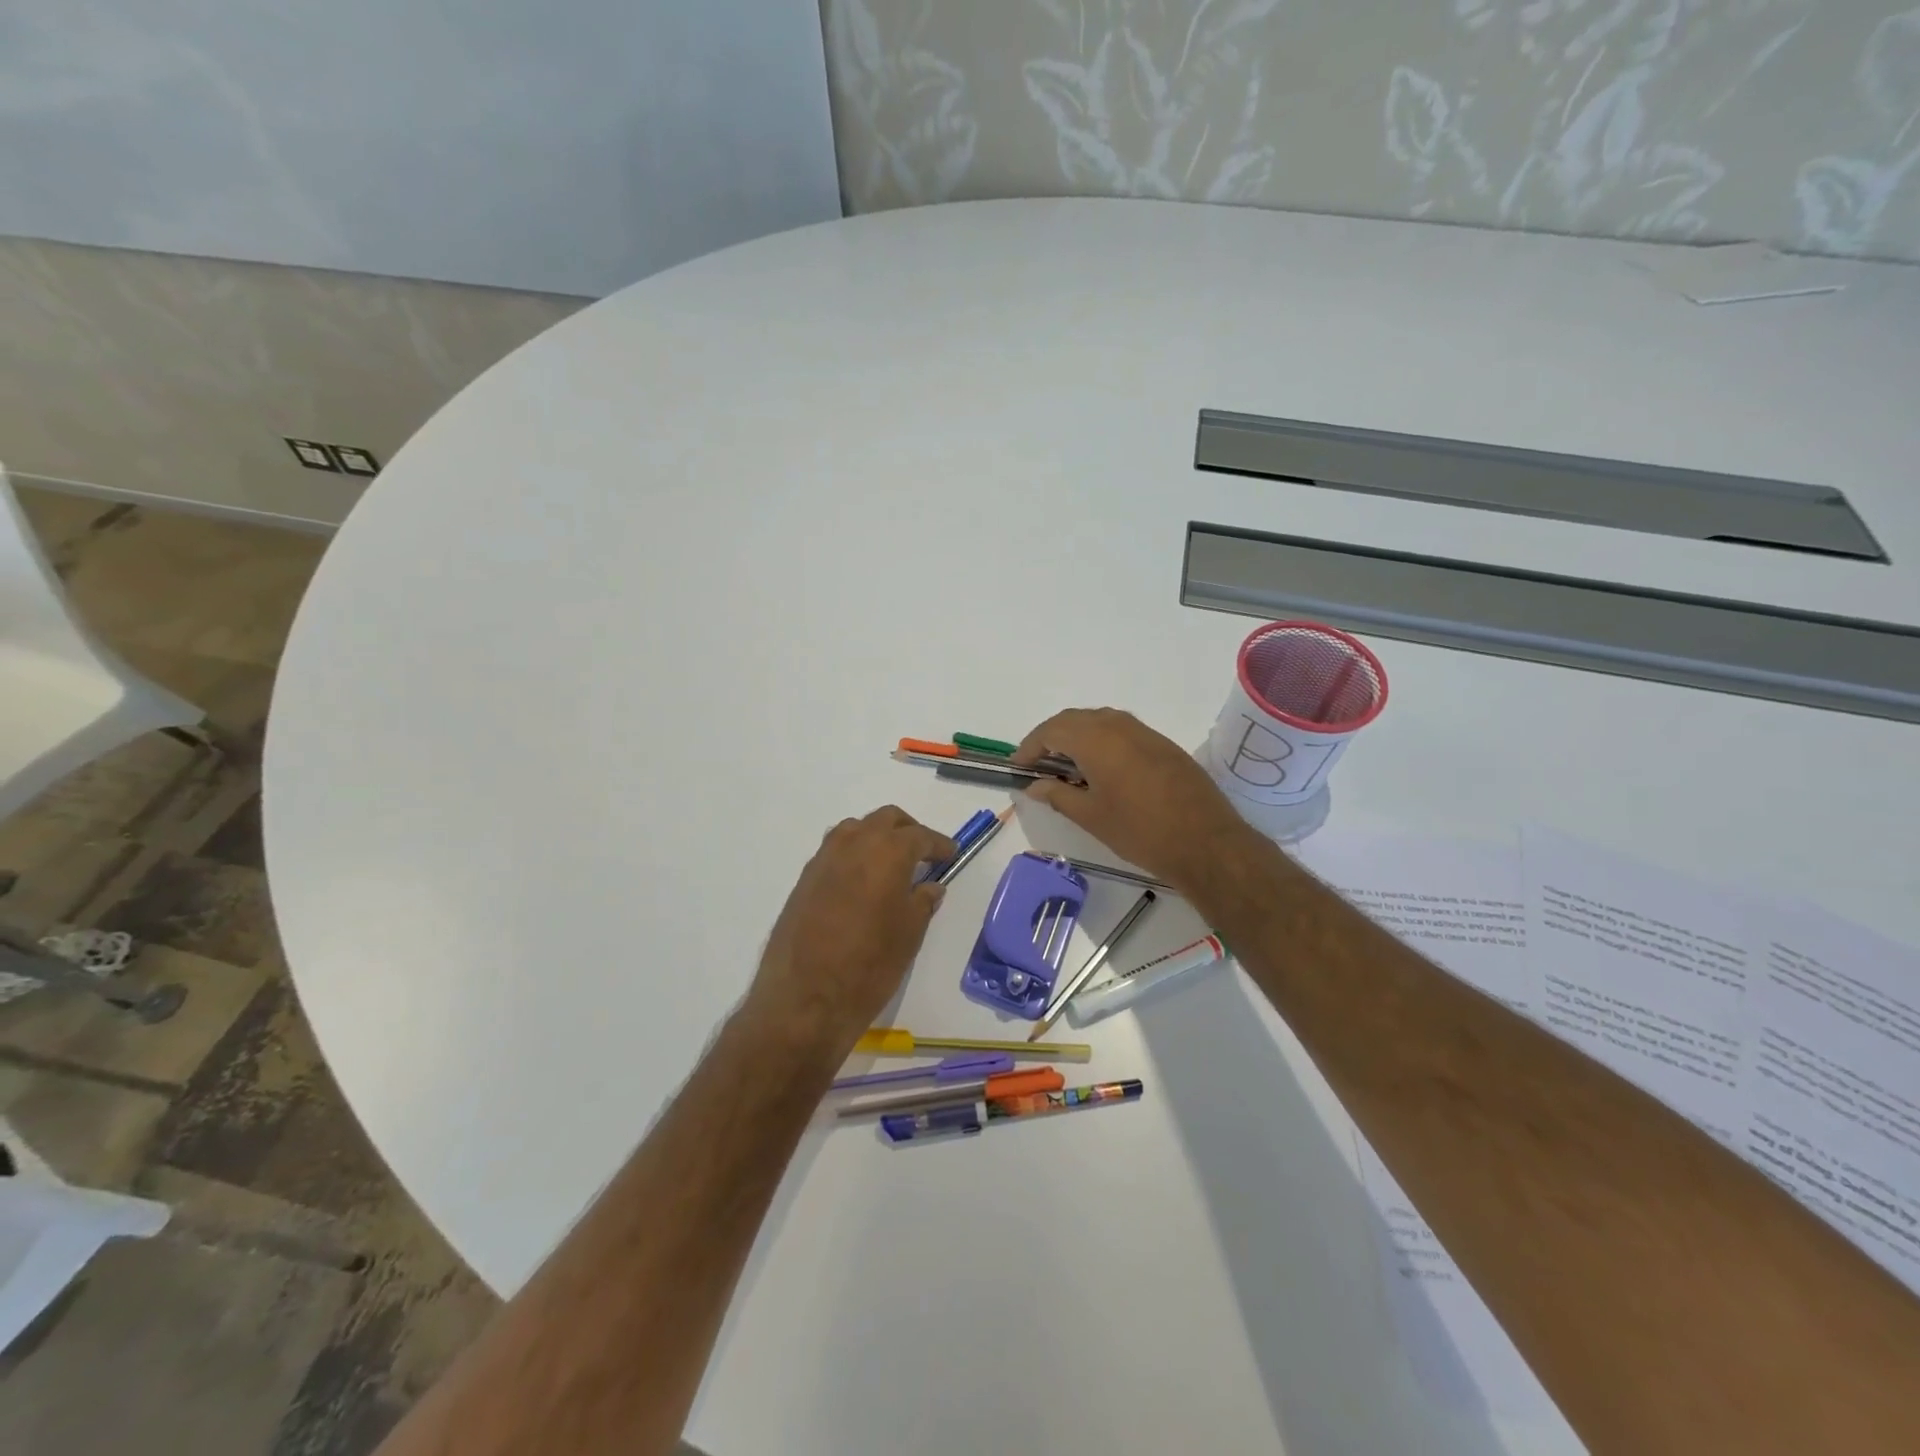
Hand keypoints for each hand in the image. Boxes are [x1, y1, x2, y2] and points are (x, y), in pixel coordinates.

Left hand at [743, 807, 954, 1059]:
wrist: (804, 999)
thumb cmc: (869, 965)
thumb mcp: (909, 934)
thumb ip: (922, 901)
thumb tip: (929, 886)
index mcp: (886, 851)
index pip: (919, 836)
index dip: (939, 844)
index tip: (951, 854)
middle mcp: (853, 843)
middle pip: (886, 820)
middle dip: (908, 831)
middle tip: (923, 854)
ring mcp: (823, 859)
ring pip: (856, 829)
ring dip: (877, 837)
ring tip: (891, 865)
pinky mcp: (804, 879)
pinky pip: (835, 852)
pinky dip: (854, 855)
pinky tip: (862, 883)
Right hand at [1014, 707, 1254, 893]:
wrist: (1206, 842)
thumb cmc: (1140, 831)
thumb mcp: (1091, 816)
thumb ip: (1057, 795)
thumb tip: (1034, 785)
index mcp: (1096, 739)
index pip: (1051, 730)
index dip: (1030, 746)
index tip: (1017, 767)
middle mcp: (1119, 725)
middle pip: (1074, 720)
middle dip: (1051, 738)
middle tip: (1037, 765)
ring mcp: (1145, 732)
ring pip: (1100, 722)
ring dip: (1077, 737)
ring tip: (1066, 766)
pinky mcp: (1163, 744)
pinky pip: (1121, 731)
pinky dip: (1102, 742)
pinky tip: (1101, 769)